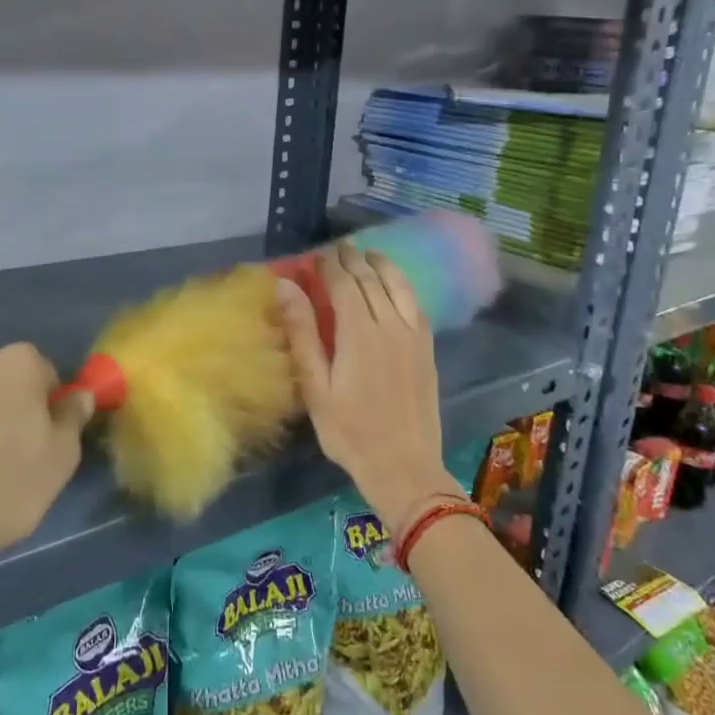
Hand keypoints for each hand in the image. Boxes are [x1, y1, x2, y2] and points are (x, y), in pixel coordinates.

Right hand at [277, 243, 460, 531]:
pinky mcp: (427, 349)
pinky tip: (396, 286)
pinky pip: (416, 304)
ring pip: (398, 286)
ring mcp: (414, 336)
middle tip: (338, 249)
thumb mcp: (315, 386)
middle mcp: (390, 324)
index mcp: (359, 332)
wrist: (404, 466)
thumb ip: (302, 332)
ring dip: (382, 266)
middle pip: (371, 279)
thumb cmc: (349, 431)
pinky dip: (403, 286)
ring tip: (368, 255)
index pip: (343, 283)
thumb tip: (286, 286)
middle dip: (353, 260)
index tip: (315, 256)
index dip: (329, 265)